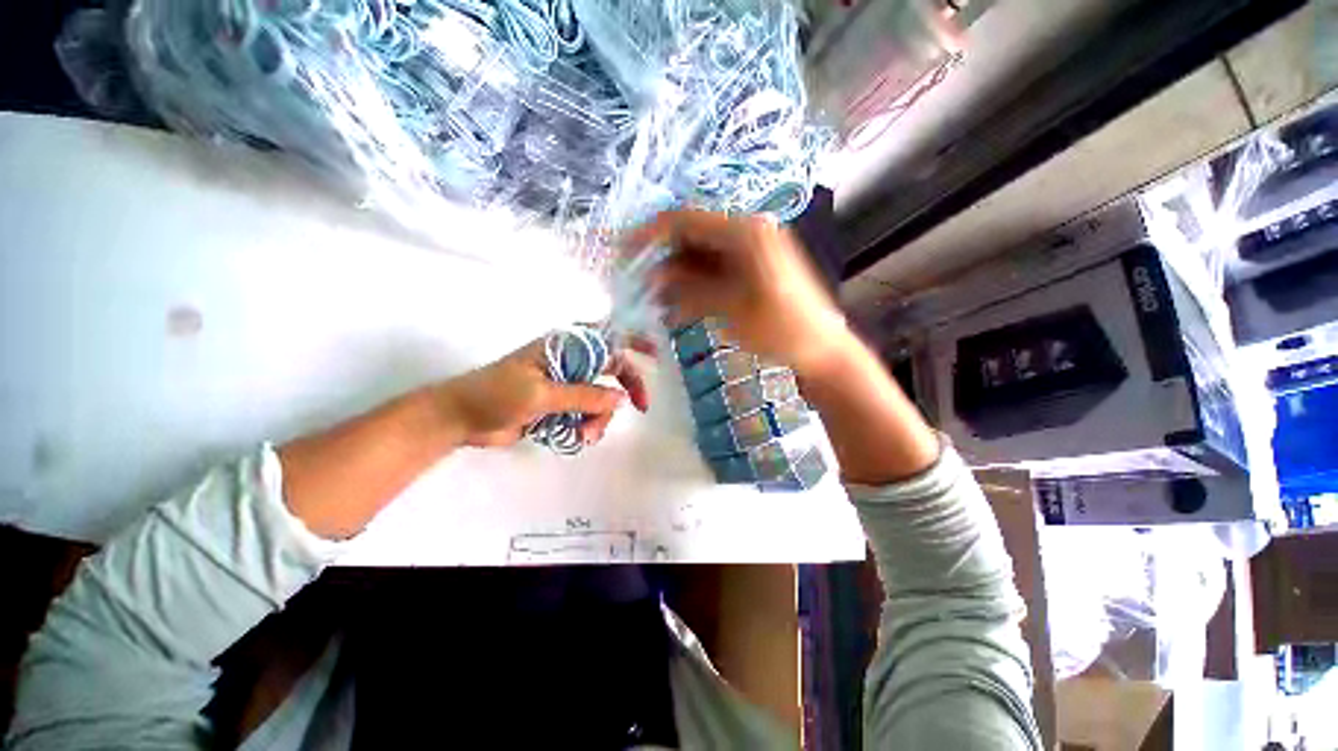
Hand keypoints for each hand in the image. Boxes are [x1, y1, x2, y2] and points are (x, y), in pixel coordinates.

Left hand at [434, 337, 649, 448]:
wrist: (460, 419)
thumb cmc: (495, 395)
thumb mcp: (541, 394)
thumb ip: (583, 395)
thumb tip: (621, 398)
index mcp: (563, 348)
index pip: (606, 337)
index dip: (632, 341)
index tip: (654, 354)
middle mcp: (569, 362)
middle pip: (611, 370)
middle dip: (624, 389)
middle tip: (640, 408)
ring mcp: (565, 385)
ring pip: (600, 398)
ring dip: (599, 417)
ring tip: (584, 436)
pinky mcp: (559, 405)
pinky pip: (586, 413)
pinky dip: (587, 426)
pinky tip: (576, 437)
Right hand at [622, 210, 853, 377]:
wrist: (821, 350)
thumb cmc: (781, 329)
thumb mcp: (732, 308)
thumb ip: (691, 288)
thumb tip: (655, 276)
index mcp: (745, 232)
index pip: (685, 220)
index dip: (650, 234)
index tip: (623, 253)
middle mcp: (745, 233)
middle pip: (690, 237)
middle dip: (661, 258)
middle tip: (635, 281)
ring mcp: (748, 253)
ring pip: (698, 257)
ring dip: (675, 276)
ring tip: (653, 300)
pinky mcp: (749, 272)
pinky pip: (712, 272)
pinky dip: (692, 287)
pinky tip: (676, 307)